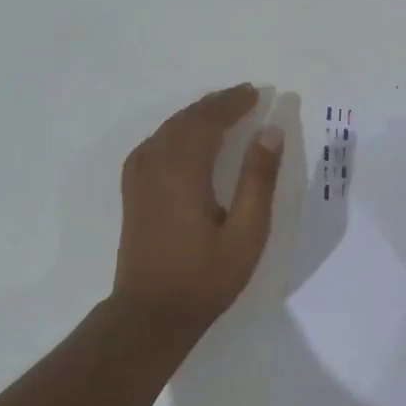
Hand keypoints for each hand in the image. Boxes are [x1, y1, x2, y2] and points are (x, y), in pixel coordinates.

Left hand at [113, 84, 282, 333]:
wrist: (150, 313)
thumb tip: (271, 132)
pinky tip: (190, 136)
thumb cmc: (205, 276)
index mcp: (184, 170)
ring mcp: (139, 175)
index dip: (234, 103)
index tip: (258, 93)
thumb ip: (258, 179)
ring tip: (224, 109)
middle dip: (217, 104)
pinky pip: (157, 142)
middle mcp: (156, 163)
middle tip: (246, 96)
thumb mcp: (246, 232)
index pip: (209, 120)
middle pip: (187, 118)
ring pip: (169, 128)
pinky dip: (179, 129)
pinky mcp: (134, 189)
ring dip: (198, 114)